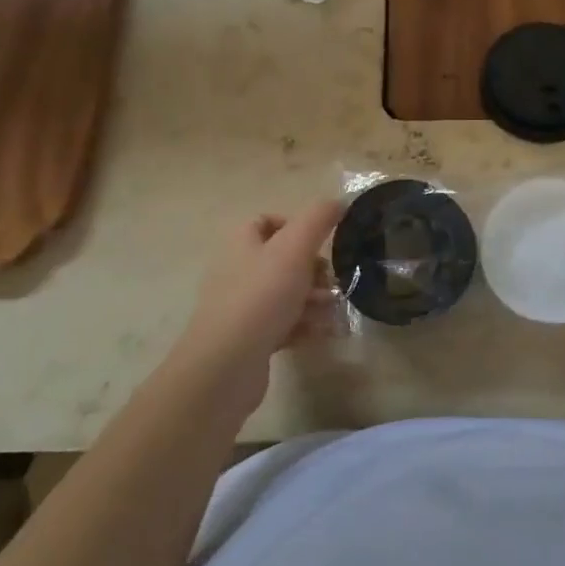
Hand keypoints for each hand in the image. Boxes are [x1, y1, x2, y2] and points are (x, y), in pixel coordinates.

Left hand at [171, 199, 345, 411]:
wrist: (226, 365)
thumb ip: (318, 219)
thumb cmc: (262, 296)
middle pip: (283, 260)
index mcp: (241, 243)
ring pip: (287, 293)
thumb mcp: (295, 248)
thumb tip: (338, 201)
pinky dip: (305, 325)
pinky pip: (284, 323)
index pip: (266, 221)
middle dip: (313, 269)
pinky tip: (323, 333)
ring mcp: (241, 307)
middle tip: (331, 281)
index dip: (296, 225)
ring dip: (314, 300)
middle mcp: (237, 270)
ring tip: (332, 311)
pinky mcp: (249, 338)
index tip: (321, 240)